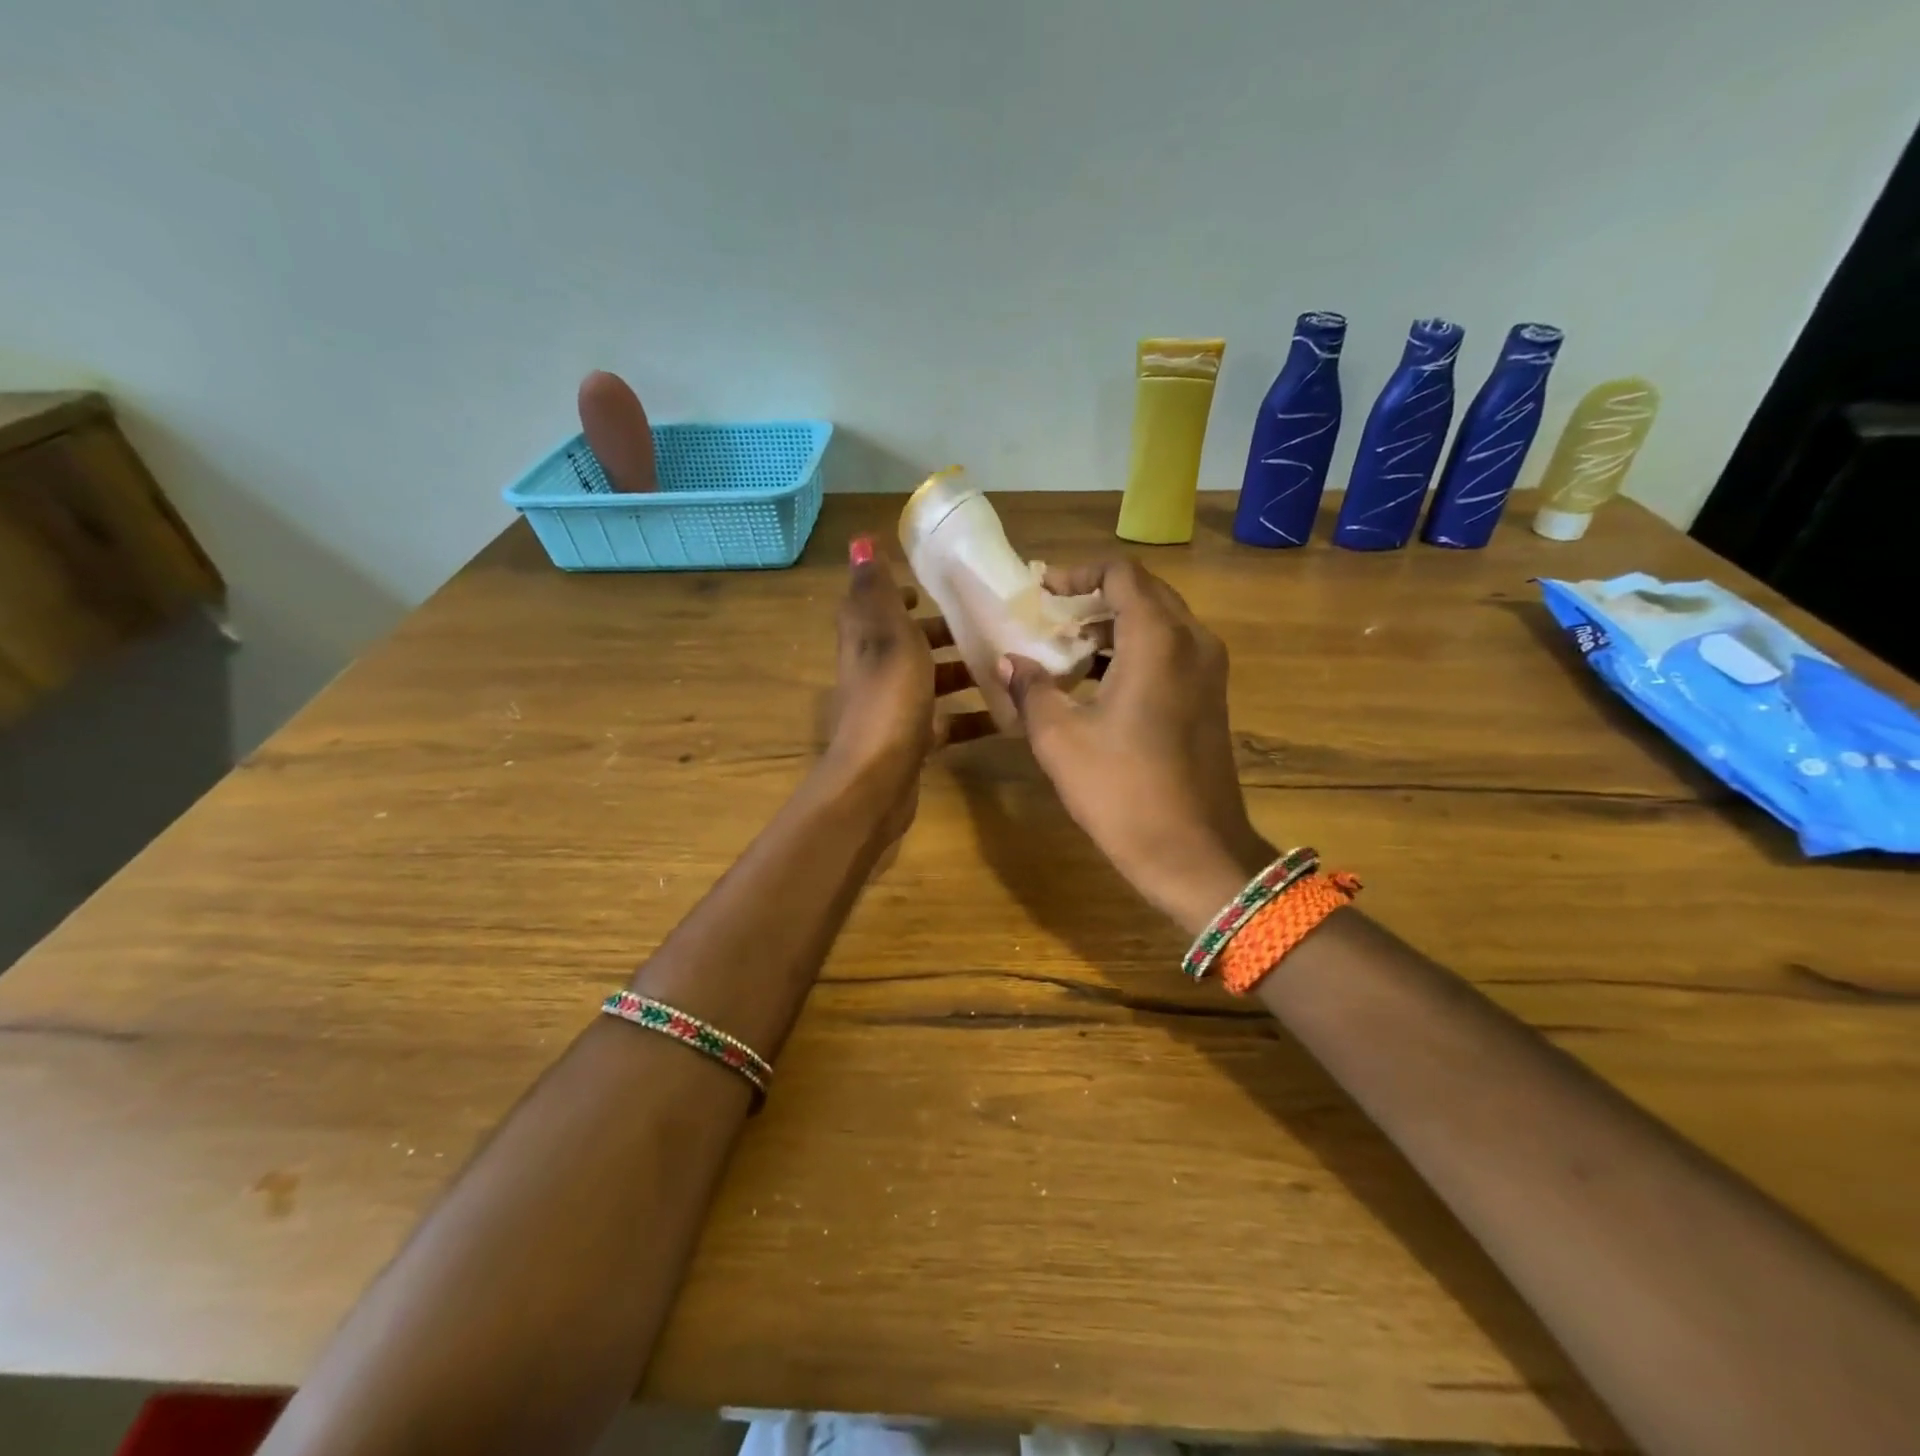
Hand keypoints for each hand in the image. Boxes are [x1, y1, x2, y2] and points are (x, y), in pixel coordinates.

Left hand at [823, 536, 992, 839]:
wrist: (876, 779)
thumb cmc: (888, 697)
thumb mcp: (887, 633)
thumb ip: (878, 589)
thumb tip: (859, 539)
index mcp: (866, 638)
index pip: (878, 603)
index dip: (903, 590)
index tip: (940, 585)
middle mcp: (876, 670)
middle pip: (912, 642)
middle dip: (947, 631)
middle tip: (991, 622)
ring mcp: (894, 708)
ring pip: (932, 682)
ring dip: (965, 673)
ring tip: (1010, 663)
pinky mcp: (913, 741)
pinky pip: (947, 722)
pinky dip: (973, 717)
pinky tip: (1008, 716)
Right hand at [1000, 559, 1272, 934]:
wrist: (1195, 853)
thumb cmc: (1123, 791)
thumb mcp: (1060, 739)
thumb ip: (1031, 690)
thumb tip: (1009, 662)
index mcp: (1158, 640)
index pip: (1121, 574)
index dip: (1078, 574)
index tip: (1043, 591)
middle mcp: (1192, 642)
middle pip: (1145, 593)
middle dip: (1095, 597)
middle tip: (1050, 615)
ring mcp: (1209, 671)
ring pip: (1161, 623)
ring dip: (1114, 626)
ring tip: (1066, 648)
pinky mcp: (1211, 699)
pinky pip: (1172, 652)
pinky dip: (1135, 651)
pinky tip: (1098, 682)